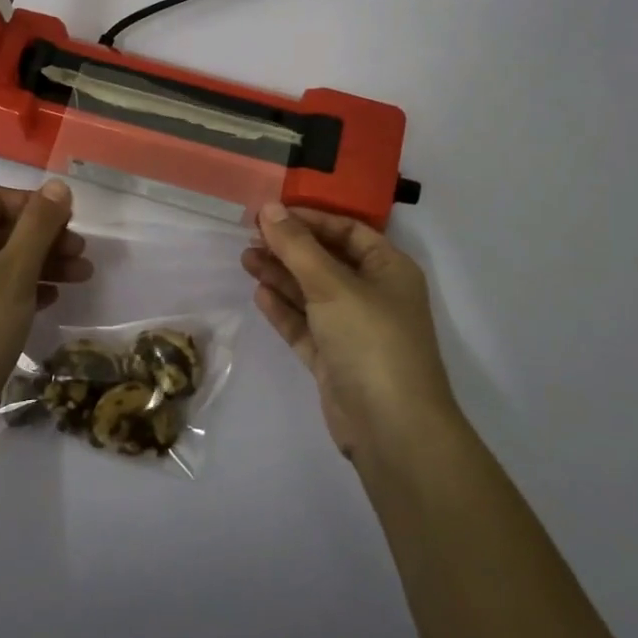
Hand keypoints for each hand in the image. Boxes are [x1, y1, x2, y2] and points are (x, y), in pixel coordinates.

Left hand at [0, 181, 91, 446]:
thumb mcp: (13, 274)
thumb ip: (38, 227)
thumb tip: (58, 185)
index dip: (34, 205)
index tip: (70, 221)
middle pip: (1, 231)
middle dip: (45, 237)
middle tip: (82, 252)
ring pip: (4, 262)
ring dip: (43, 263)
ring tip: (82, 275)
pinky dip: (28, 287)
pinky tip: (55, 298)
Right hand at [241, 202, 460, 460]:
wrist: (392, 428)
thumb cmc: (370, 340)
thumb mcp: (332, 285)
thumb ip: (297, 246)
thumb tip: (269, 208)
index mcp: (389, 269)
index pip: (347, 230)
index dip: (310, 219)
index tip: (271, 213)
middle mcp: (374, 295)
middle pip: (327, 260)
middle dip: (290, 248)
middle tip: (250, 237)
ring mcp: (354, 329)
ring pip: (312, 293)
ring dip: (281, 276)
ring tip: (245, 259)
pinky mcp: (335, 359)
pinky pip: (306, 325)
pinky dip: (284, 310)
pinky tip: (259, 294)